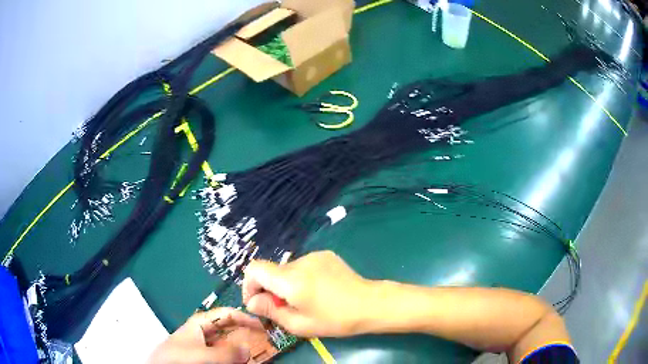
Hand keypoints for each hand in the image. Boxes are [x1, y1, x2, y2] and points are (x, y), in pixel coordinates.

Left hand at [147, 307, 263, 363]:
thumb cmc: (178, 356)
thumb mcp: (201, 354)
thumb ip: (225, 353)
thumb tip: (248, 349)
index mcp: (202, 322)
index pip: (228, 314)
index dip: (247, 317)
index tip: (265, 326)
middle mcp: (206, 332)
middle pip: (232, 329)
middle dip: (248, 335)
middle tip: (266, 342)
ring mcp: (207, 345)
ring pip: (231, 344)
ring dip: (244, 349)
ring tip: (258, 354)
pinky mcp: (208, 356)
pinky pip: (226, 355)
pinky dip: (236, 358)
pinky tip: (243, 362)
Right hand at [242, 250, 373, 336]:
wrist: (370, 304)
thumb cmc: (335, 319)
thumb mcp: (299, 324)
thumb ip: (271, 311)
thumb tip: (251, 302)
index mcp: (290, 280)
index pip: (254, 269)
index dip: (249, 285)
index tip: (257, 303)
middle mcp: (299, 262)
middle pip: (271, 271)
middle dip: (270, 290)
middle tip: (284, 309)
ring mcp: (314, 256)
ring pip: (287, 270)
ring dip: (286, 285)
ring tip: (304, 301)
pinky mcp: (325, 255)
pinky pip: (303, 266)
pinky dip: (301, 278)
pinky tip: (317, 291)